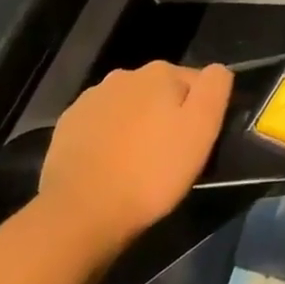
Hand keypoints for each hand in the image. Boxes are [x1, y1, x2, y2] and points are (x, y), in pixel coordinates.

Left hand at [38, 60, 234, 242]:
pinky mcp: (66, 126)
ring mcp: (90, 99)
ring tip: (138, 163)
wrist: (80, 213)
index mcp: (160, 72)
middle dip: (166, 114)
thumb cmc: (152, 171)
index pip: (195, 82)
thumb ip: (215, 88)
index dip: (200, 111)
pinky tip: (109, 166)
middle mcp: (124, 75)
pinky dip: (108, 138)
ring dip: (136, 125)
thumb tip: (217, 70)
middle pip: (159, 92)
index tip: (196, 142)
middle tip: (169, 155)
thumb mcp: (202, 129)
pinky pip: (100, 125)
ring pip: (128, 107)